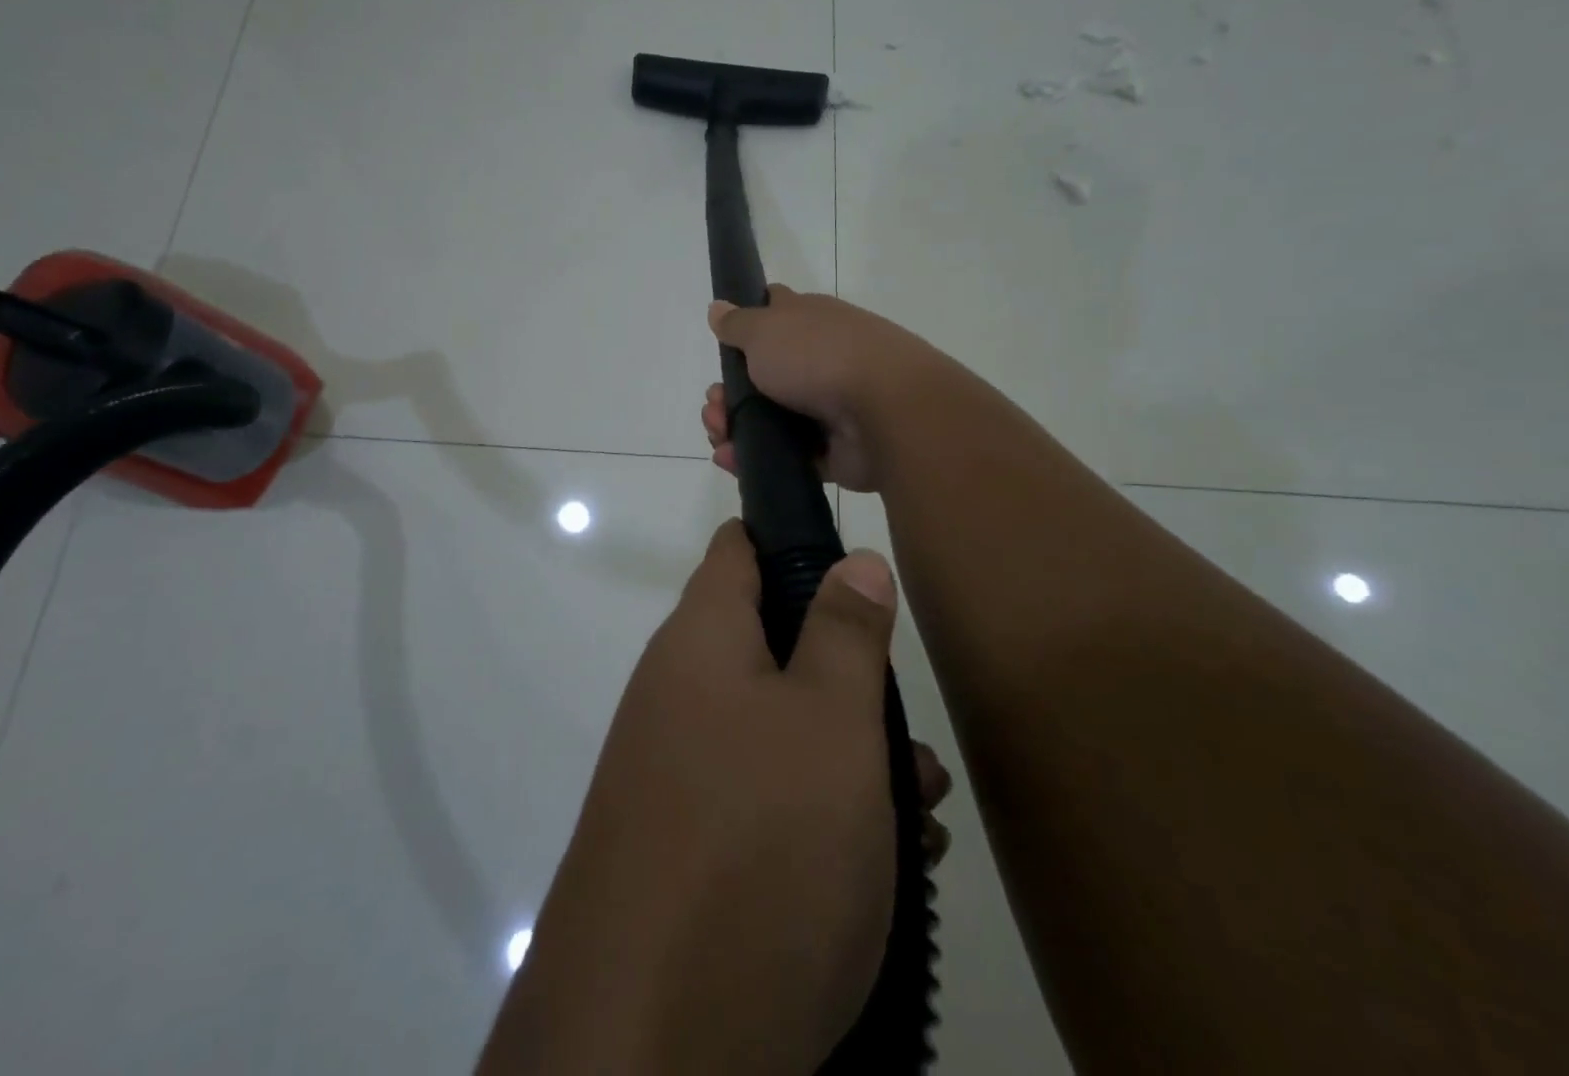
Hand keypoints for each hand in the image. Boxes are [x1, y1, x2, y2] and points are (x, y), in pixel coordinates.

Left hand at [478, 521, 951, 1075]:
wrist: (649, 1042)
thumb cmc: (758, 844)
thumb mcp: (828, 724)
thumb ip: (846, 633)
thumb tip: (857, 559)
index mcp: (700, 641)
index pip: (739, 550)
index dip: (795, 541)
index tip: (856, 568)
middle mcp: (678, 693)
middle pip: (770, 645)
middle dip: (845, 675)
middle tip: (905, 727)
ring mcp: (678, 770)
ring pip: (777, 728)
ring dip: (848, 756)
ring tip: (919, 809)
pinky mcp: (686, 843)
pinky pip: (762, 797)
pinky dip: (820, 813)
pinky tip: (884, 867)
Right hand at [702, 286, 944, 492]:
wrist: (886, 411)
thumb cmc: (819, 356)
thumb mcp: (765, 328)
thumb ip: (738, 323)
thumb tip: (718, 307)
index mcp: (810, 323)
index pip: (774, 315)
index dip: (745, 329)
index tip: (723, 350)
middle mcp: (820, 360)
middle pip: (762, 376)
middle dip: (727, 393)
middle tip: (714, 408)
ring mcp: (827, 407)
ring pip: (769, 419)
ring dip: (734, 427)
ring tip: (718, 438)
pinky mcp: (832, 451)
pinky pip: (785, 455)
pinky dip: (755, 458)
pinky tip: (730, 459)